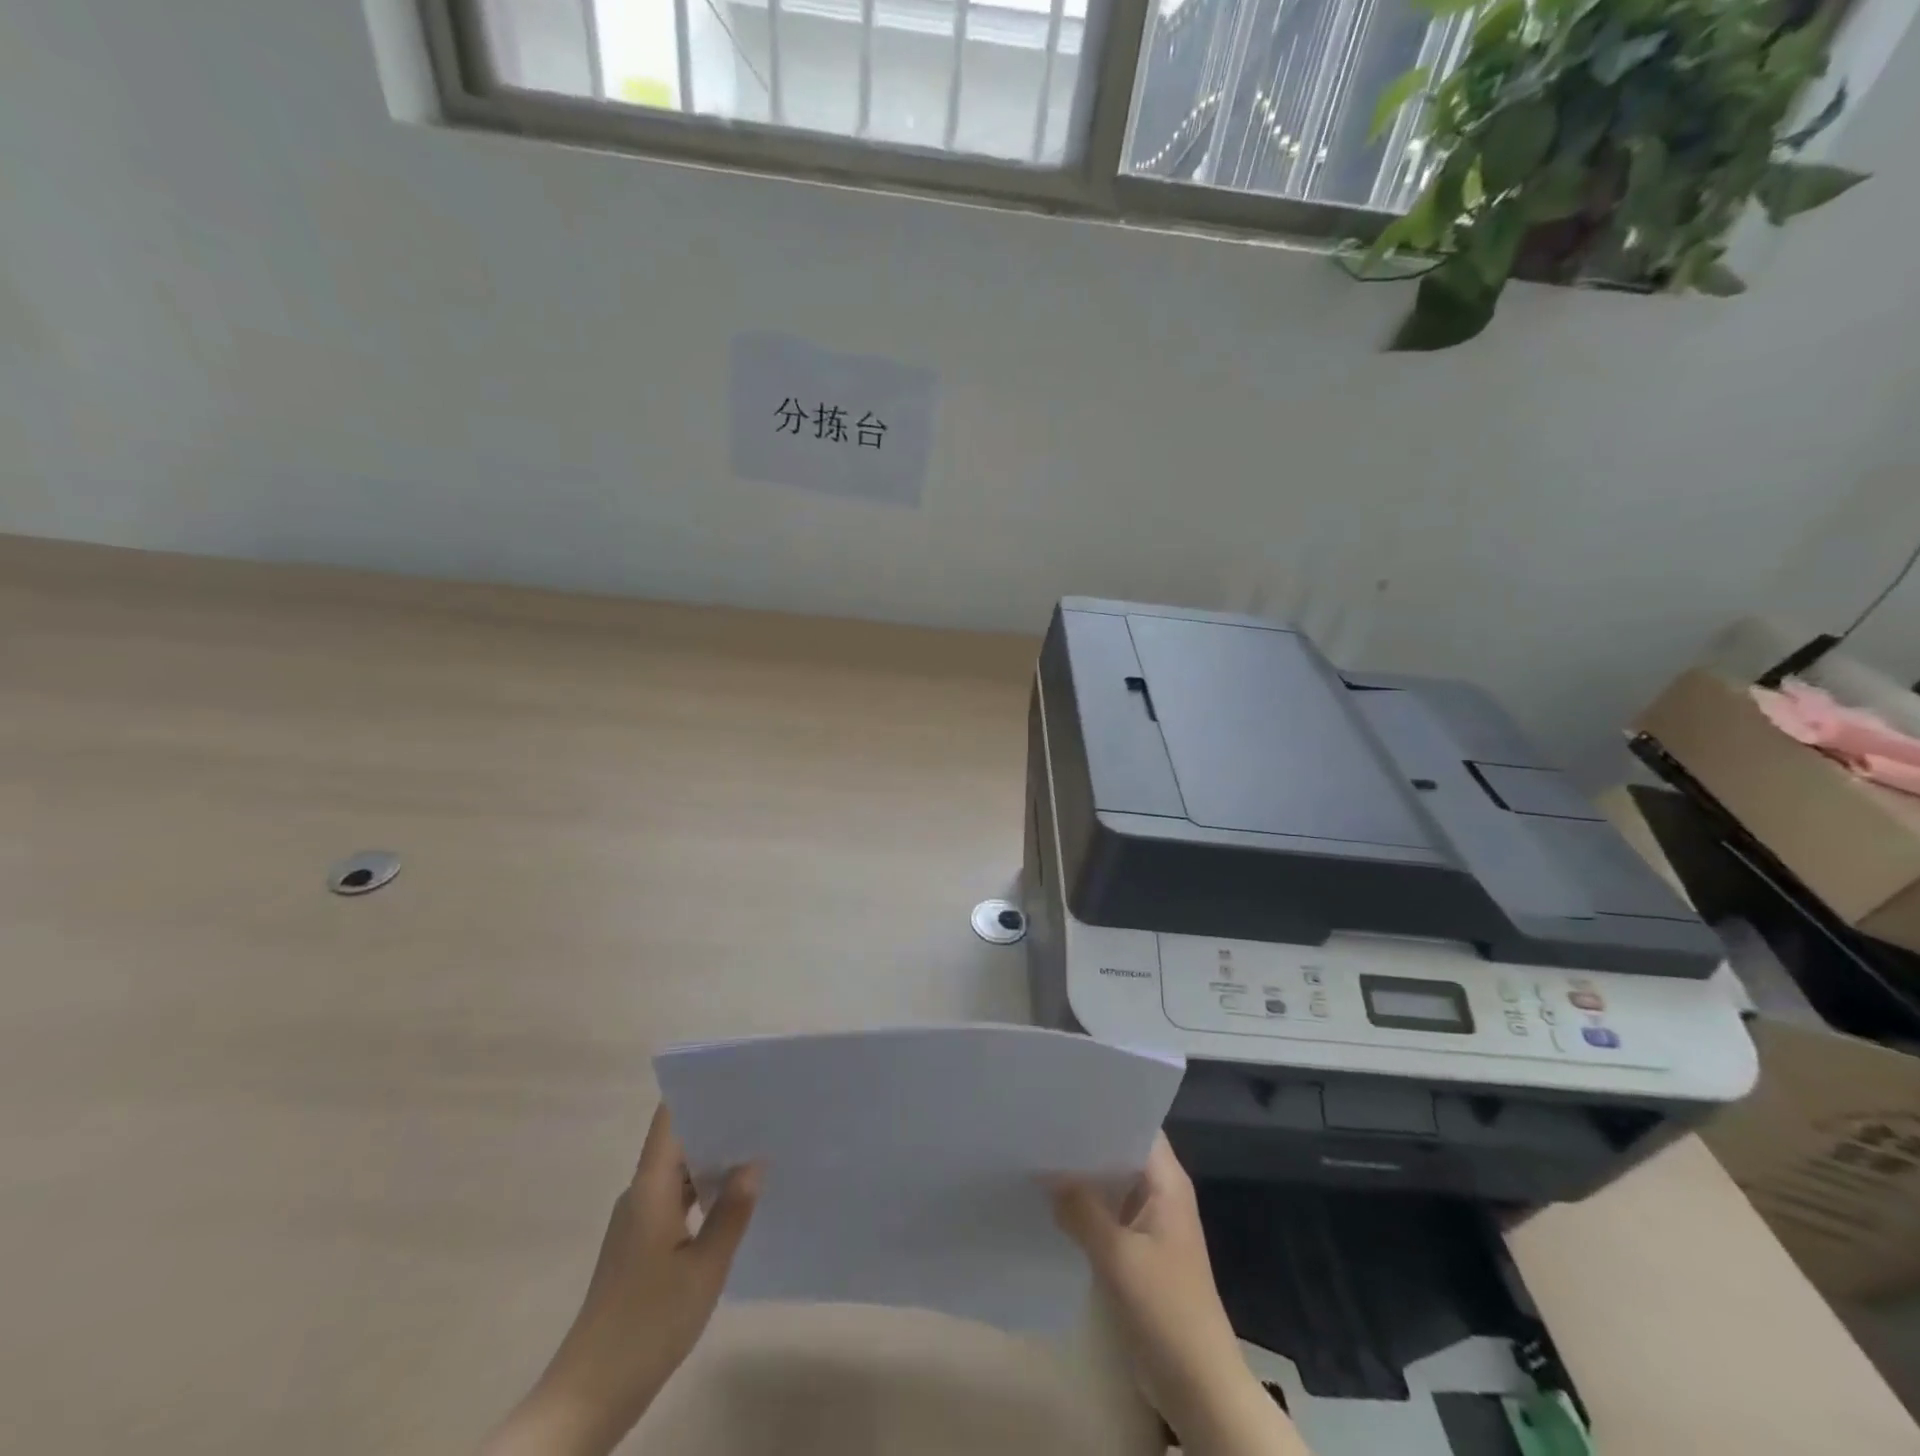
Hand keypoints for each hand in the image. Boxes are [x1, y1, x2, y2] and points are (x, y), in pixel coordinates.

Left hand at [482, 1106, 760, 1455]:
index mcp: (650, 1189)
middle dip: (716, 1125)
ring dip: (711, 1161)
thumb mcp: (704, 1269)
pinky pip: (674, 1201)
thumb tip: (754, 1161)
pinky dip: (702, 1193)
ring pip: (677, 1174)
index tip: (736, 1080)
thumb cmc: (648, 1324)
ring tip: (758, 1150)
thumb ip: (731, 1211)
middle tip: (763, 1113)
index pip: (668, 1119)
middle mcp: (640, 1195)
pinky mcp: (639, 1248)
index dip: (698, 1093)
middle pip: (676, 1142)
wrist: (589, 1396)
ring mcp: (637, 1222)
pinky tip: (732, 1201)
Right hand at [1052, 1135, 1305, 1455]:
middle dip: (1084, 1141)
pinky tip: (1050, 1202)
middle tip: (1039, 1124)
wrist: (1199, 1387)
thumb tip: (1045, 1170)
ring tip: (1035, 1154)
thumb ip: (1080, 1208)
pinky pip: (1107, 1213)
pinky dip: (1083, 1206)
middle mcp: (1160, 1193)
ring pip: (1111, 1183)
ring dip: (1081, 1175)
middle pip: (1120, 1151)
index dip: (1104, 1108)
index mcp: (1167, 1182)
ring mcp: (1150, 1223)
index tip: (1063, 1098)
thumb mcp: (1117, 1257)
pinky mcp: (1138, 1251)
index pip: (1137, 1124)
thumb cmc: (1166, 1310)